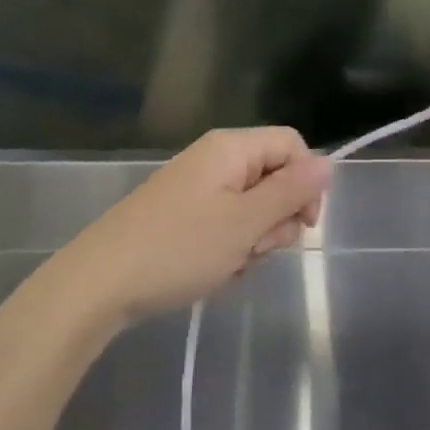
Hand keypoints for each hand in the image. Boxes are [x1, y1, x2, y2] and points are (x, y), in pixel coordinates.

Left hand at [60, 127, 333, 323]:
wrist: (99, 283)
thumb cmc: (178, 248)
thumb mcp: (244, 222)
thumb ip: (290, 191)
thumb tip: (329, 163)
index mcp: (231, 148)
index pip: (293, 145)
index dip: (307, 182)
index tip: (304, 225)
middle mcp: (216, 158)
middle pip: (274, 177)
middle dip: (275, 219)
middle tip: (252, 249)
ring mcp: (197, 187)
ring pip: (253, 207)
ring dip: (252, 240)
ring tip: (227, 264)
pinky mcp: (183, 214)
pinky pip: (226, 224)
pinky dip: (228, 248)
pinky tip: (211, 271)